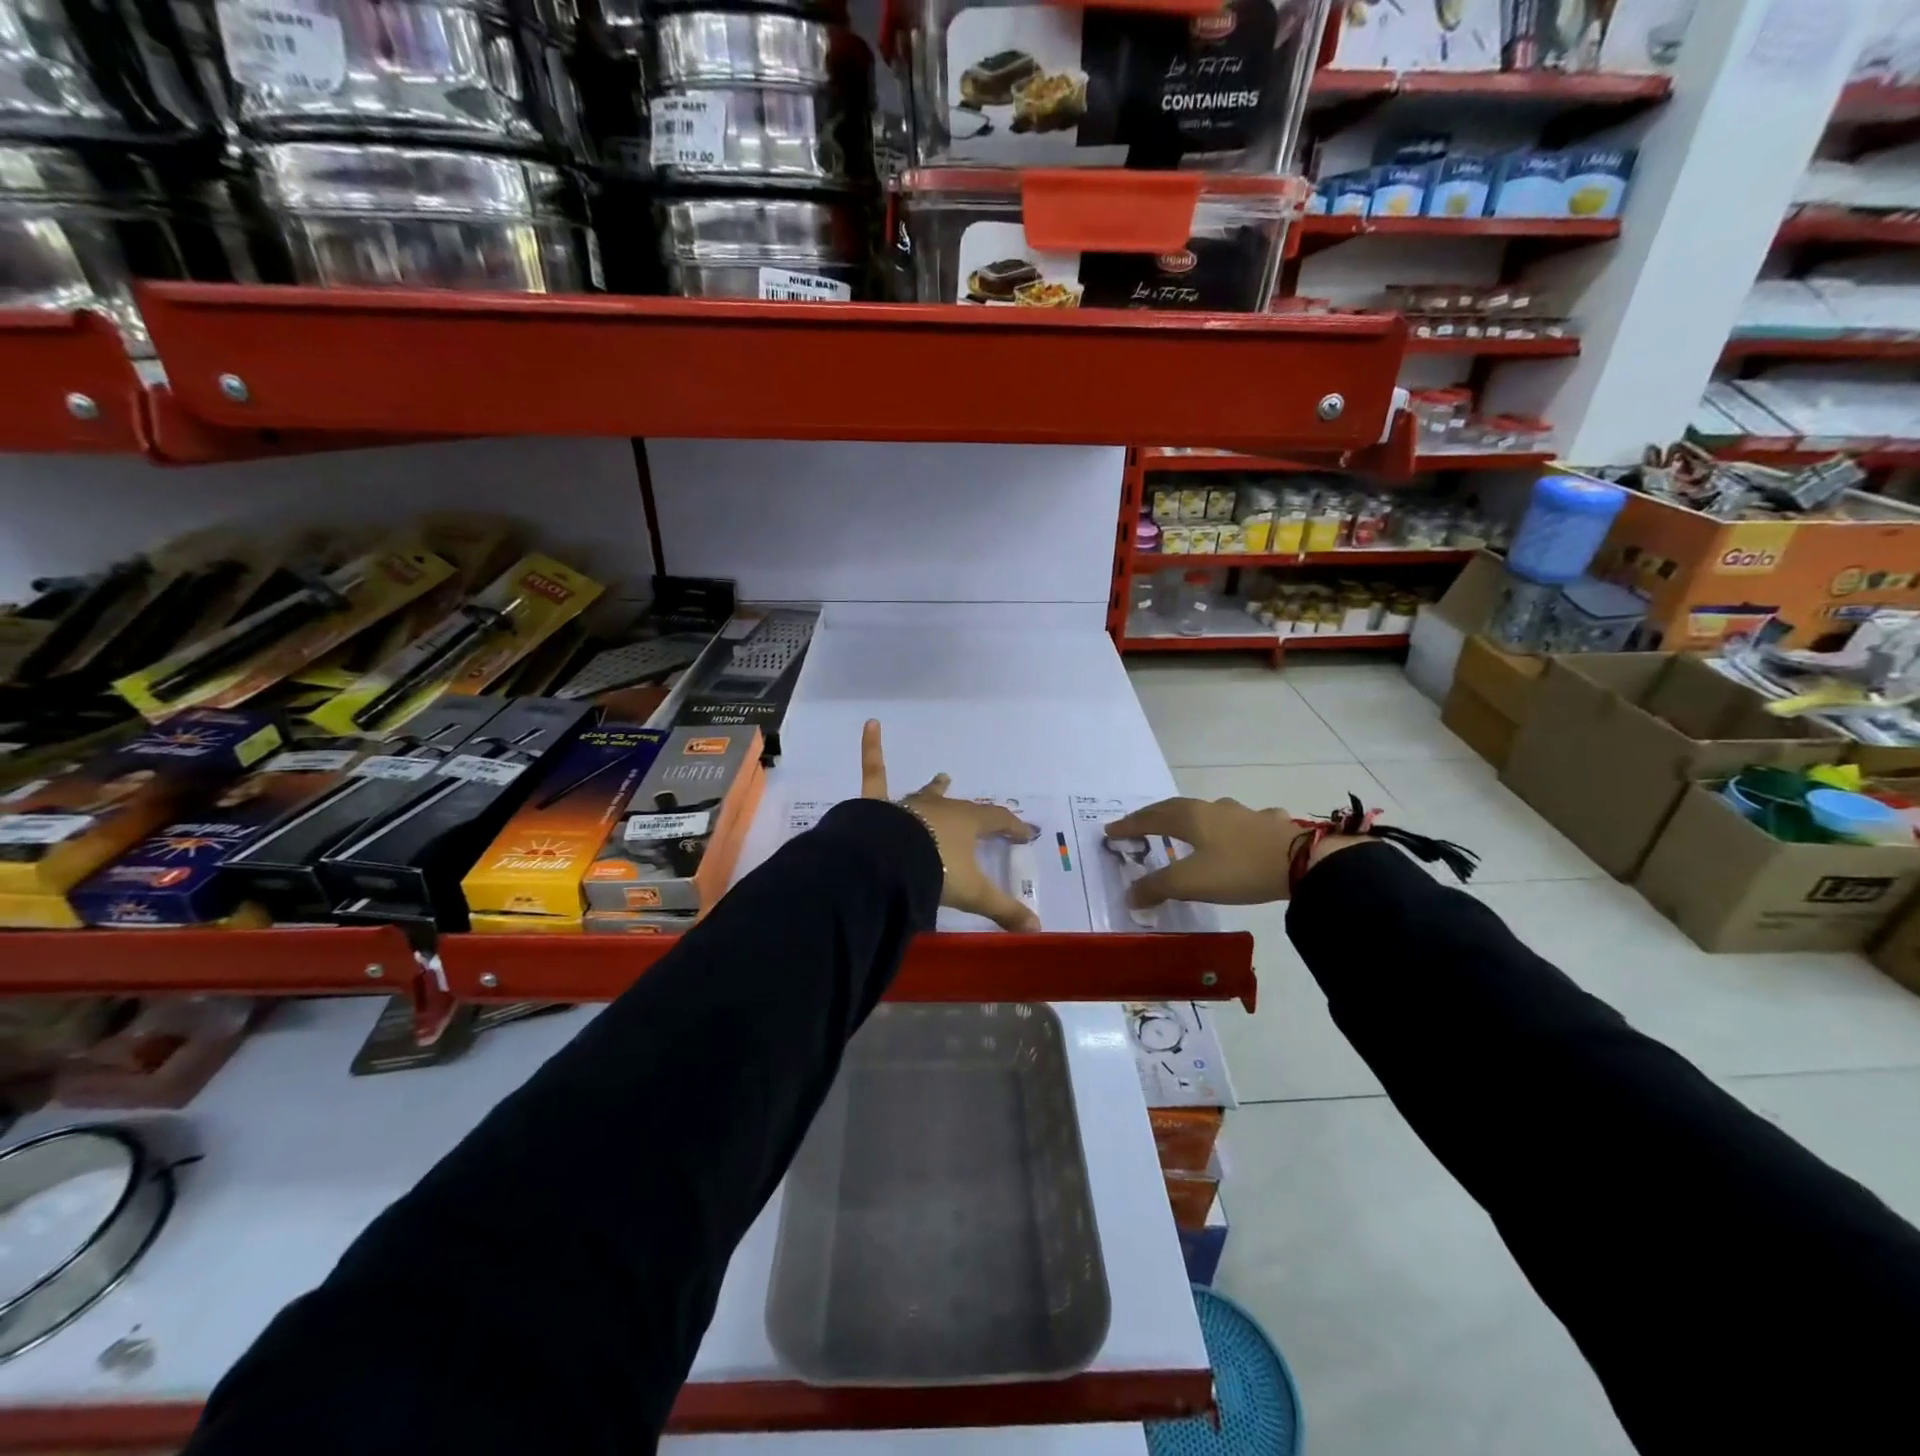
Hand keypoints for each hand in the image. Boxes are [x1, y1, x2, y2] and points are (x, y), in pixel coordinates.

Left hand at [860, 720, 1040, 931]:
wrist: (888, 863)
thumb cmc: (935, 871)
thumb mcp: (973, 893)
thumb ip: (1004, 910)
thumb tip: (1037, 929)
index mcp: (966, 825)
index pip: (996, 821)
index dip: (1012, 827)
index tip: (1024, 833)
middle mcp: (940, 809)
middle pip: (961, 807)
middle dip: (973, 812)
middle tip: (980, 813)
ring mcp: (908, 805)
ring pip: (925, 794)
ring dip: (934, 789)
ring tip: (941, 778)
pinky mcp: (877, 806)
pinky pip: (874, 774)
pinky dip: (872, 749)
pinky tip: (870, 724)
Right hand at [1106, 797, 1367, 908]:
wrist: (1303, 862)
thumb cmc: (1238, 869)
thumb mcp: (1191, 882)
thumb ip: (1157, 887)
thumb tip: (1130, 894)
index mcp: (1190, 818)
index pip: (1150, 818)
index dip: (1129, 825)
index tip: (1111, 831)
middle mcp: (1213, 808)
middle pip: (1176, 808)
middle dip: (1155, 816)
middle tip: (1140, 825)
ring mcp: (1244, 813)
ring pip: (1211, 811)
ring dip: (1194, 818)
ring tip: (1189, 827)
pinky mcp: (1271, 824)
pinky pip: (1244, 821)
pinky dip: (1233, 826)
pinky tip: (1243, 832)